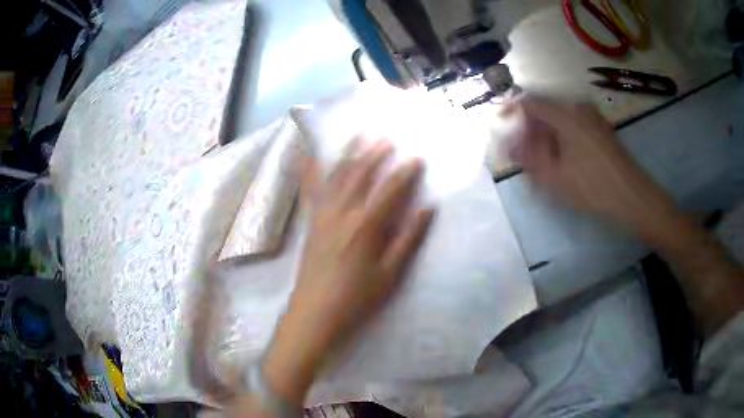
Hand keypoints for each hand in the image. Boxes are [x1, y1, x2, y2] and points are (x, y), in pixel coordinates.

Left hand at [293, 138, 432, 349]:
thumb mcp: (390, 273)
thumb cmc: (357, 297)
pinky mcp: (312, 221)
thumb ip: (409, 239)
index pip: (390, 190)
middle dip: (375, 154)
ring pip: (337, 176)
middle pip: (361, 175)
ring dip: (349, 154)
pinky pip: (312, 190)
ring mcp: (323, 215)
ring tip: (358, 136)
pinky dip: (313, 170)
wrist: (315, 312)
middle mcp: (343, 212)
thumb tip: (428, 209)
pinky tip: (312, 155)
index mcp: (366, 226)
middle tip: (387, 138)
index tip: (417, 158)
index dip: (405, 172)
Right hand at [507, 97, 679, 240]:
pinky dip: (562, 138)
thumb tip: (510, 146)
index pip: (530, 104)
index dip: (513, 113)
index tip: (503, 127)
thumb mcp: (555, 176)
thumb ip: (528, 158)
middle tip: (524, 151)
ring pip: (560, 120)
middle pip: (546, 111)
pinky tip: (562, 158)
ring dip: (547, 135)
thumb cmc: (592, 186)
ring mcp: (592, 118)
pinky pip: (574, 126)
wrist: (631, 196)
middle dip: (531, 129)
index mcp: (565, 113)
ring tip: (542, 159)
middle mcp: (578, 108)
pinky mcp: (601, 129)